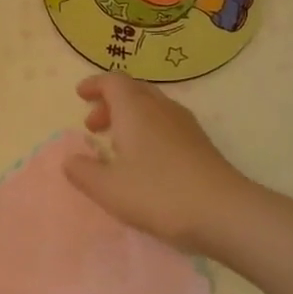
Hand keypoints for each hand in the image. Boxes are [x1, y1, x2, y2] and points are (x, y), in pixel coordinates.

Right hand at [62, 74, 246, 252]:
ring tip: (115, 144)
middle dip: (110, 102)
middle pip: (134, 90)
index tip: (80, 95)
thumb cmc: (158, 194)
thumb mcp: (108, 188)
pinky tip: (144, 159)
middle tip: (93, 125)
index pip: (113, 81)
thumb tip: (70, 159)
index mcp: (136, 110)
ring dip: (129, 117)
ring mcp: (185, 125)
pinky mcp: (200, 144)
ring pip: (152, 106)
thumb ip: (83, 171)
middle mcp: (161, 108)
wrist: (222, 212)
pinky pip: (166, 123)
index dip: (95, 85)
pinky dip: (147, 129)